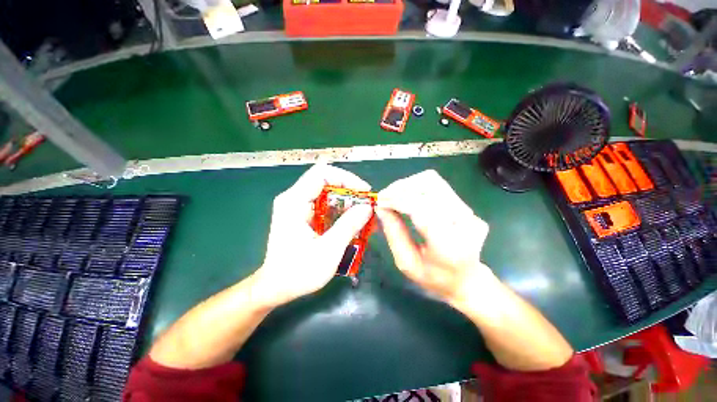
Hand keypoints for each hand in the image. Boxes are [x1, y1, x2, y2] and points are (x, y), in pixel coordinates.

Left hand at [253, 164, 372, 307]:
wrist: (276, 288)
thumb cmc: (298, 272)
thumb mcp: (328, 250)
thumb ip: (348, 226)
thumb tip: (367, 207)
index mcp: (294, 201)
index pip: (323, 174)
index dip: (347, 178)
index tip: (364, 192)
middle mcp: (294, 198)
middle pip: (326, 182)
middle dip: (350, 192)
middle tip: (366, 206)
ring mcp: (297, 207)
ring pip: (328, 194)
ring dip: (347, 202)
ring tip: (363, 216)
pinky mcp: (302, 216)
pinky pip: (325, 205)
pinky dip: (341, 211)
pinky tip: (352, 223)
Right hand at [377, 170, 493, 308]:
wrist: (467, 280)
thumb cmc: (434, 278)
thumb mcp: (406, 263)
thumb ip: (393, 234)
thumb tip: (381, 207)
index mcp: (449, 245)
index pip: (422, 208)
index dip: (398, 200)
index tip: (380, 202)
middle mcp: (464, 223)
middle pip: (430, 186)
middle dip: (401, 188)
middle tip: (383, 196)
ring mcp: (469, 212)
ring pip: (433, 181)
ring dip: (408, 184)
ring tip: (392, 194)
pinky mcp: (466, 206)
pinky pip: (437, 186)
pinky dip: (416, 186)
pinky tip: (406, 196)